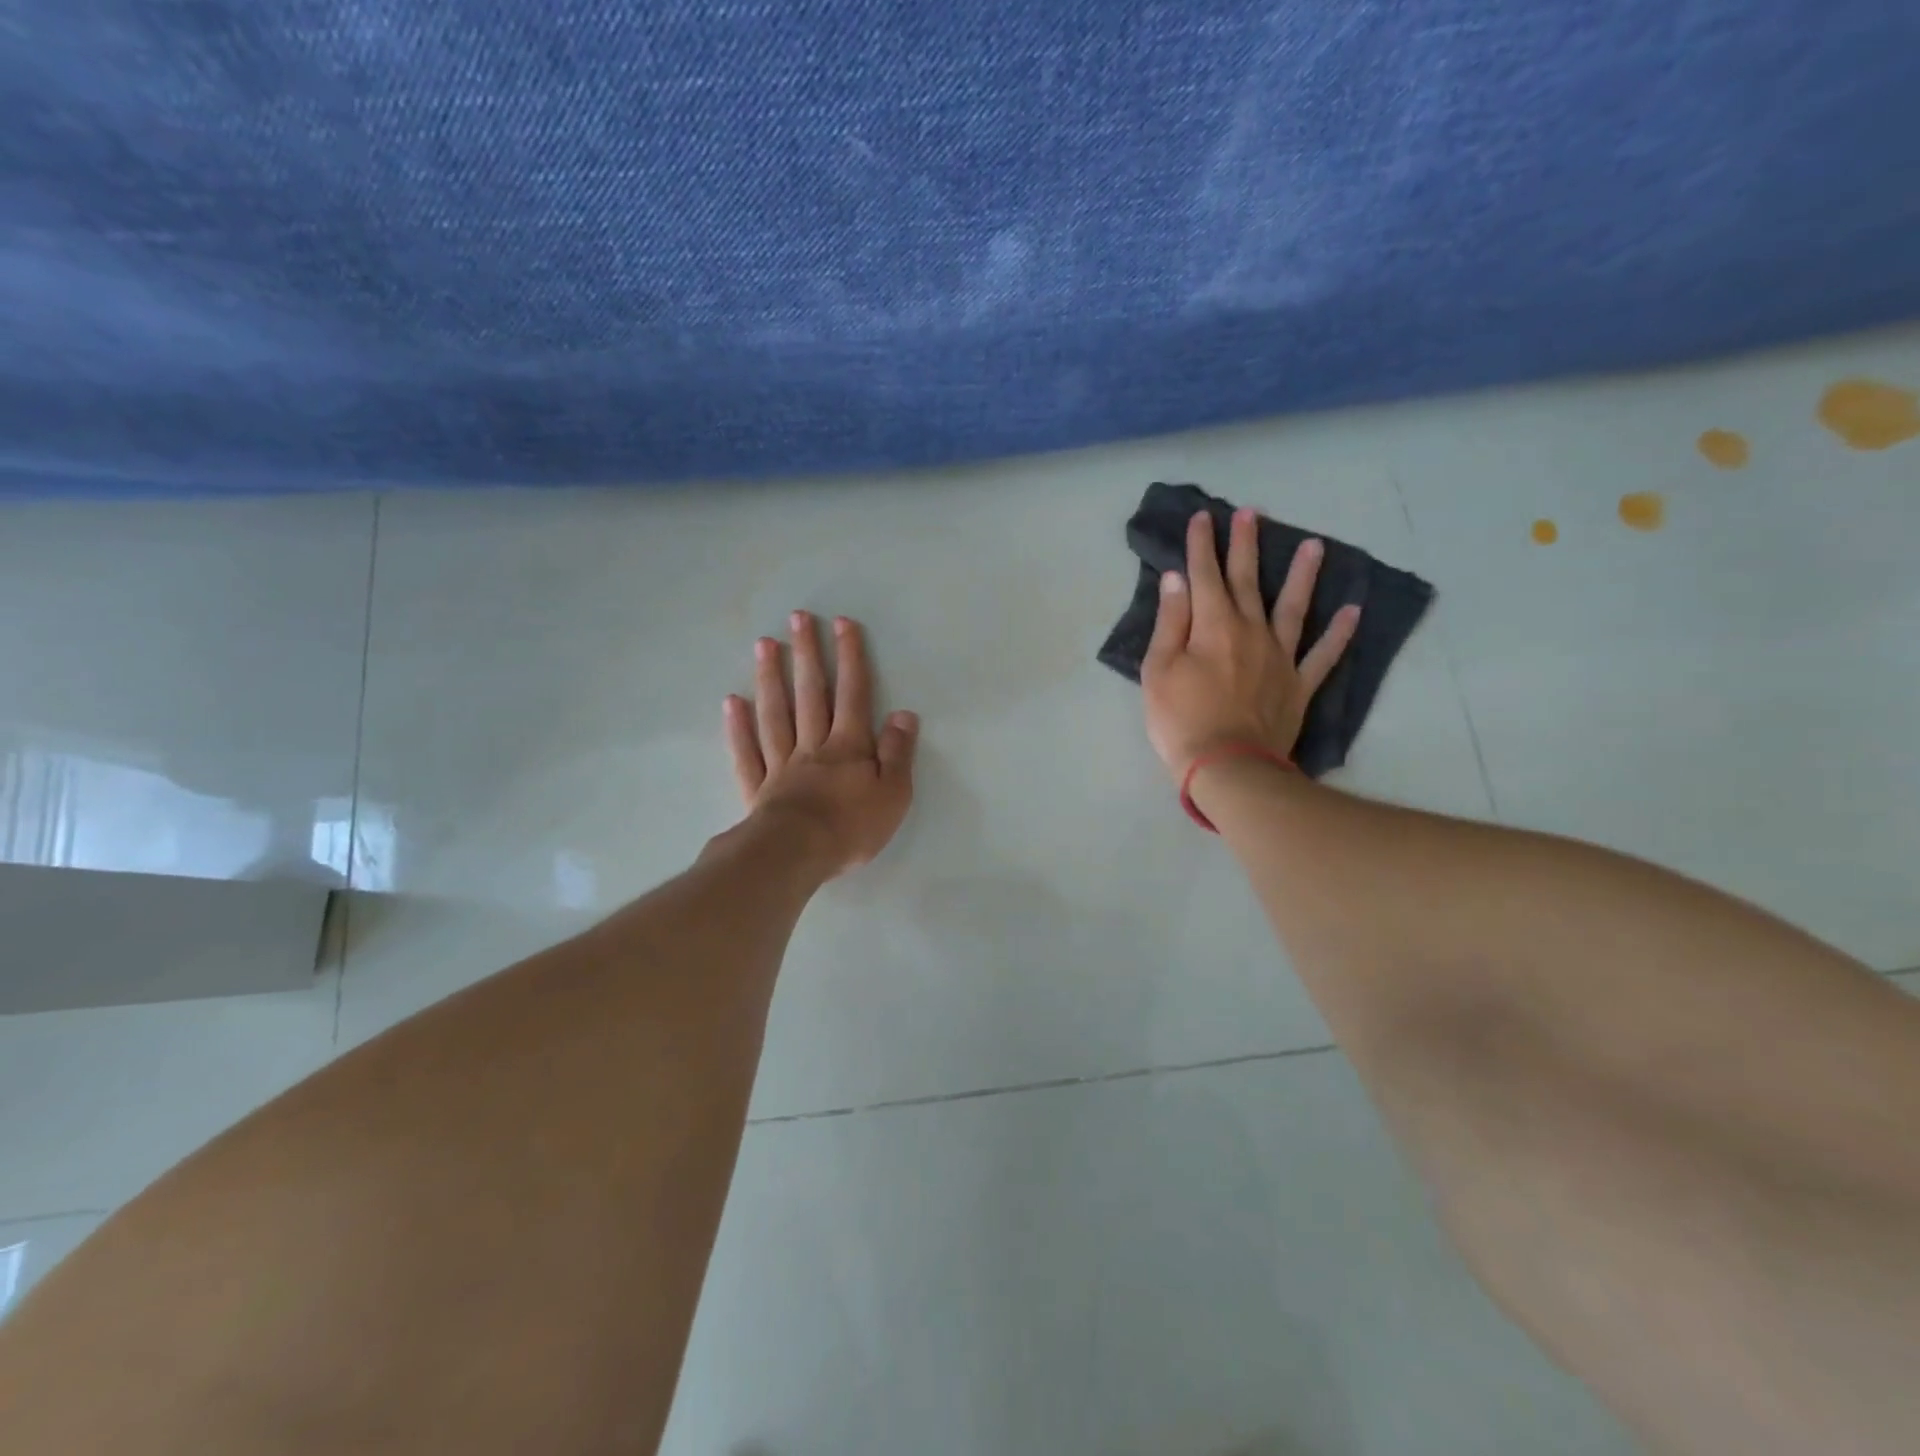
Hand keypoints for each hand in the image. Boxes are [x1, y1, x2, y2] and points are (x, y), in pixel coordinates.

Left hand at [724, 612, 918, 875]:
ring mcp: (781, 764)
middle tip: (798, 618)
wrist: (796, 855)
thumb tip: (903, 714)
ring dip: (771, 677)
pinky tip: (733, 702)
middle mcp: (813, 746)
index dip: (850, 658)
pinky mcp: (758, 788)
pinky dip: (739, 727)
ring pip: (775, 714)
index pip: (853, 694)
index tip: (843, 623)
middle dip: (807, 654)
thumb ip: (898, 753)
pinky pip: (747, 752)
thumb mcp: (893, 793)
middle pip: (810, 694)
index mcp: (848, 747)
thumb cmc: (851, 827)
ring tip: (765, 644)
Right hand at [1141, 508, 1360, 781]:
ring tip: (1315, 545)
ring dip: (1302, 575)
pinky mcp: (1298, 685)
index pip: (1205, 576)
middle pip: (1248, 581)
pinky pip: (1324, 654)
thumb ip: (1170, 622)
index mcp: (1213, 626)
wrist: (1227, 767)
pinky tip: (1353, 610)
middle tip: (1252, 514)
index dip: (1202, 546)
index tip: (1203, 517)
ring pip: (1294, 607)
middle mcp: (1251, 631)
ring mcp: (1280, 657)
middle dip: (1246, 545)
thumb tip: (1177, 579)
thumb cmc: (1181, 720)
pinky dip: (1340, 633)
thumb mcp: (1158, 670)